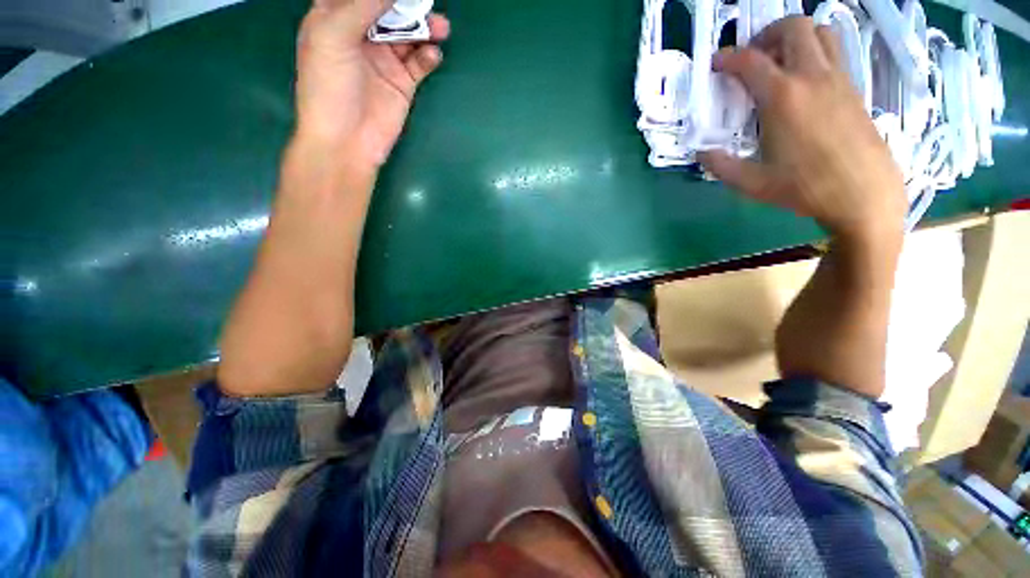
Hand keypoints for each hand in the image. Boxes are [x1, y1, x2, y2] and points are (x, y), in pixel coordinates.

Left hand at [295, 0, 450, 169]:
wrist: (346, 141)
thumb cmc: (329, 86)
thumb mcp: (334, 35)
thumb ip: (363, 5)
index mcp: (335, 17)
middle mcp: (361, 35)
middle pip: (388, 8)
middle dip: (407, 3)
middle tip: (427, 2)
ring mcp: (384, 60)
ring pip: (408, 33)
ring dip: (425, 27)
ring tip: (441, 27)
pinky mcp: (402, 83)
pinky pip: (420, 63)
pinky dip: (428, 56)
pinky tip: (433, 54)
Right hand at [698, 17, 905, 242]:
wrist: (864, 195)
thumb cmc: (805, 189)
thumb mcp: (752, 183)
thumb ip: (721, 166)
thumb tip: (701, 153)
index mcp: (783, 98)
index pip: (750, 61)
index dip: (727, 58)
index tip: (715, 64)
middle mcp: (812, 77)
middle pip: (793, 28)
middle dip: (767, 34)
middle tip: (752, 57)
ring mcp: (838, 79)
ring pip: (820, 32)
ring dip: (796, 38)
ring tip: (780, 62)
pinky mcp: (854, 89)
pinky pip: (835, 53)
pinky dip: (815, 53)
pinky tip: (803, 82)